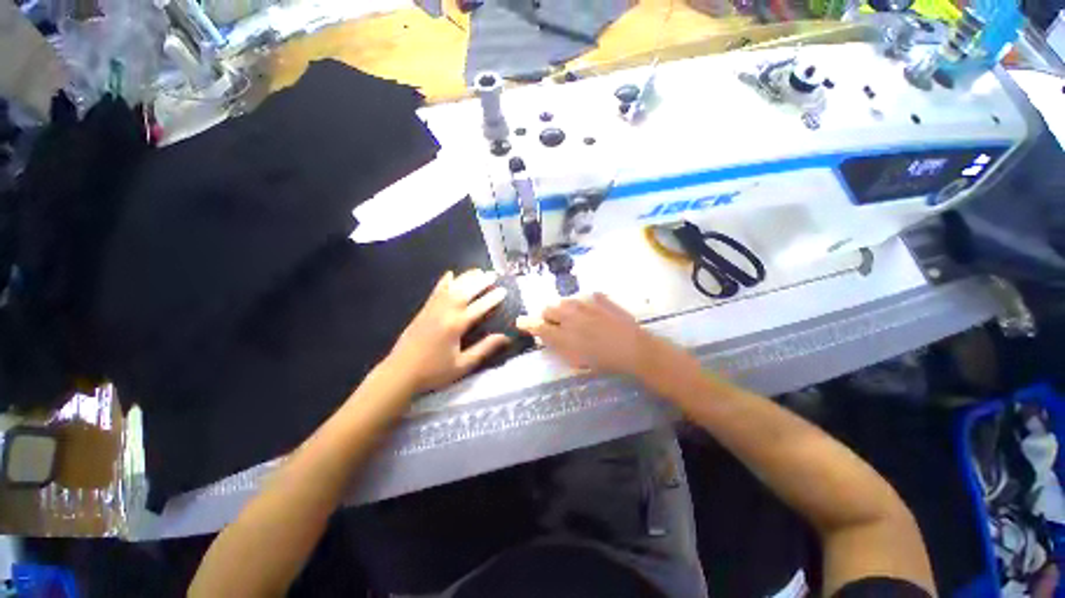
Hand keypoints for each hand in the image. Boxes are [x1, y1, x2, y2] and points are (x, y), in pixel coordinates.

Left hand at [384, 269, 509, 393]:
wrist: (400, 373)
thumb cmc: (434, 371)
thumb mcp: (463, 365)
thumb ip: (484, 349)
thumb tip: (505, 337)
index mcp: (455, 326)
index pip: (478, 307)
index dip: (492, 298)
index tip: (504, 290)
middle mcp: (444, 312)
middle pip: (465, 292)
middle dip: (481, 282)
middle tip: (493, 275)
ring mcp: (432, 309)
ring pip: (451, 288)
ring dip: (466, 278)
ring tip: (478, 271)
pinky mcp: (423, 310)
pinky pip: (436, 291)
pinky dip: (444, 282)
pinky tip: (450, 274)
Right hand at [516, 293, 671, 378]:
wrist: (634, 348)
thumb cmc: (604, 361)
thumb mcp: (576, 360)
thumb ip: (557, 346)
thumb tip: (544, 335)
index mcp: (563, 333)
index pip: (538, 325)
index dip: (528, 324)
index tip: (521, 322)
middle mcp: (569, 315)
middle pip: (548, 309)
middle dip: (548, 316)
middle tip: (556, 326)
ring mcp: (584, 303)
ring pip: (564, 301)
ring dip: (564, 309)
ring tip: (575, 319)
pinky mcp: (599, 297)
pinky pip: (584, 297)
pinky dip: (583, 304)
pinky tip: (592, 313)